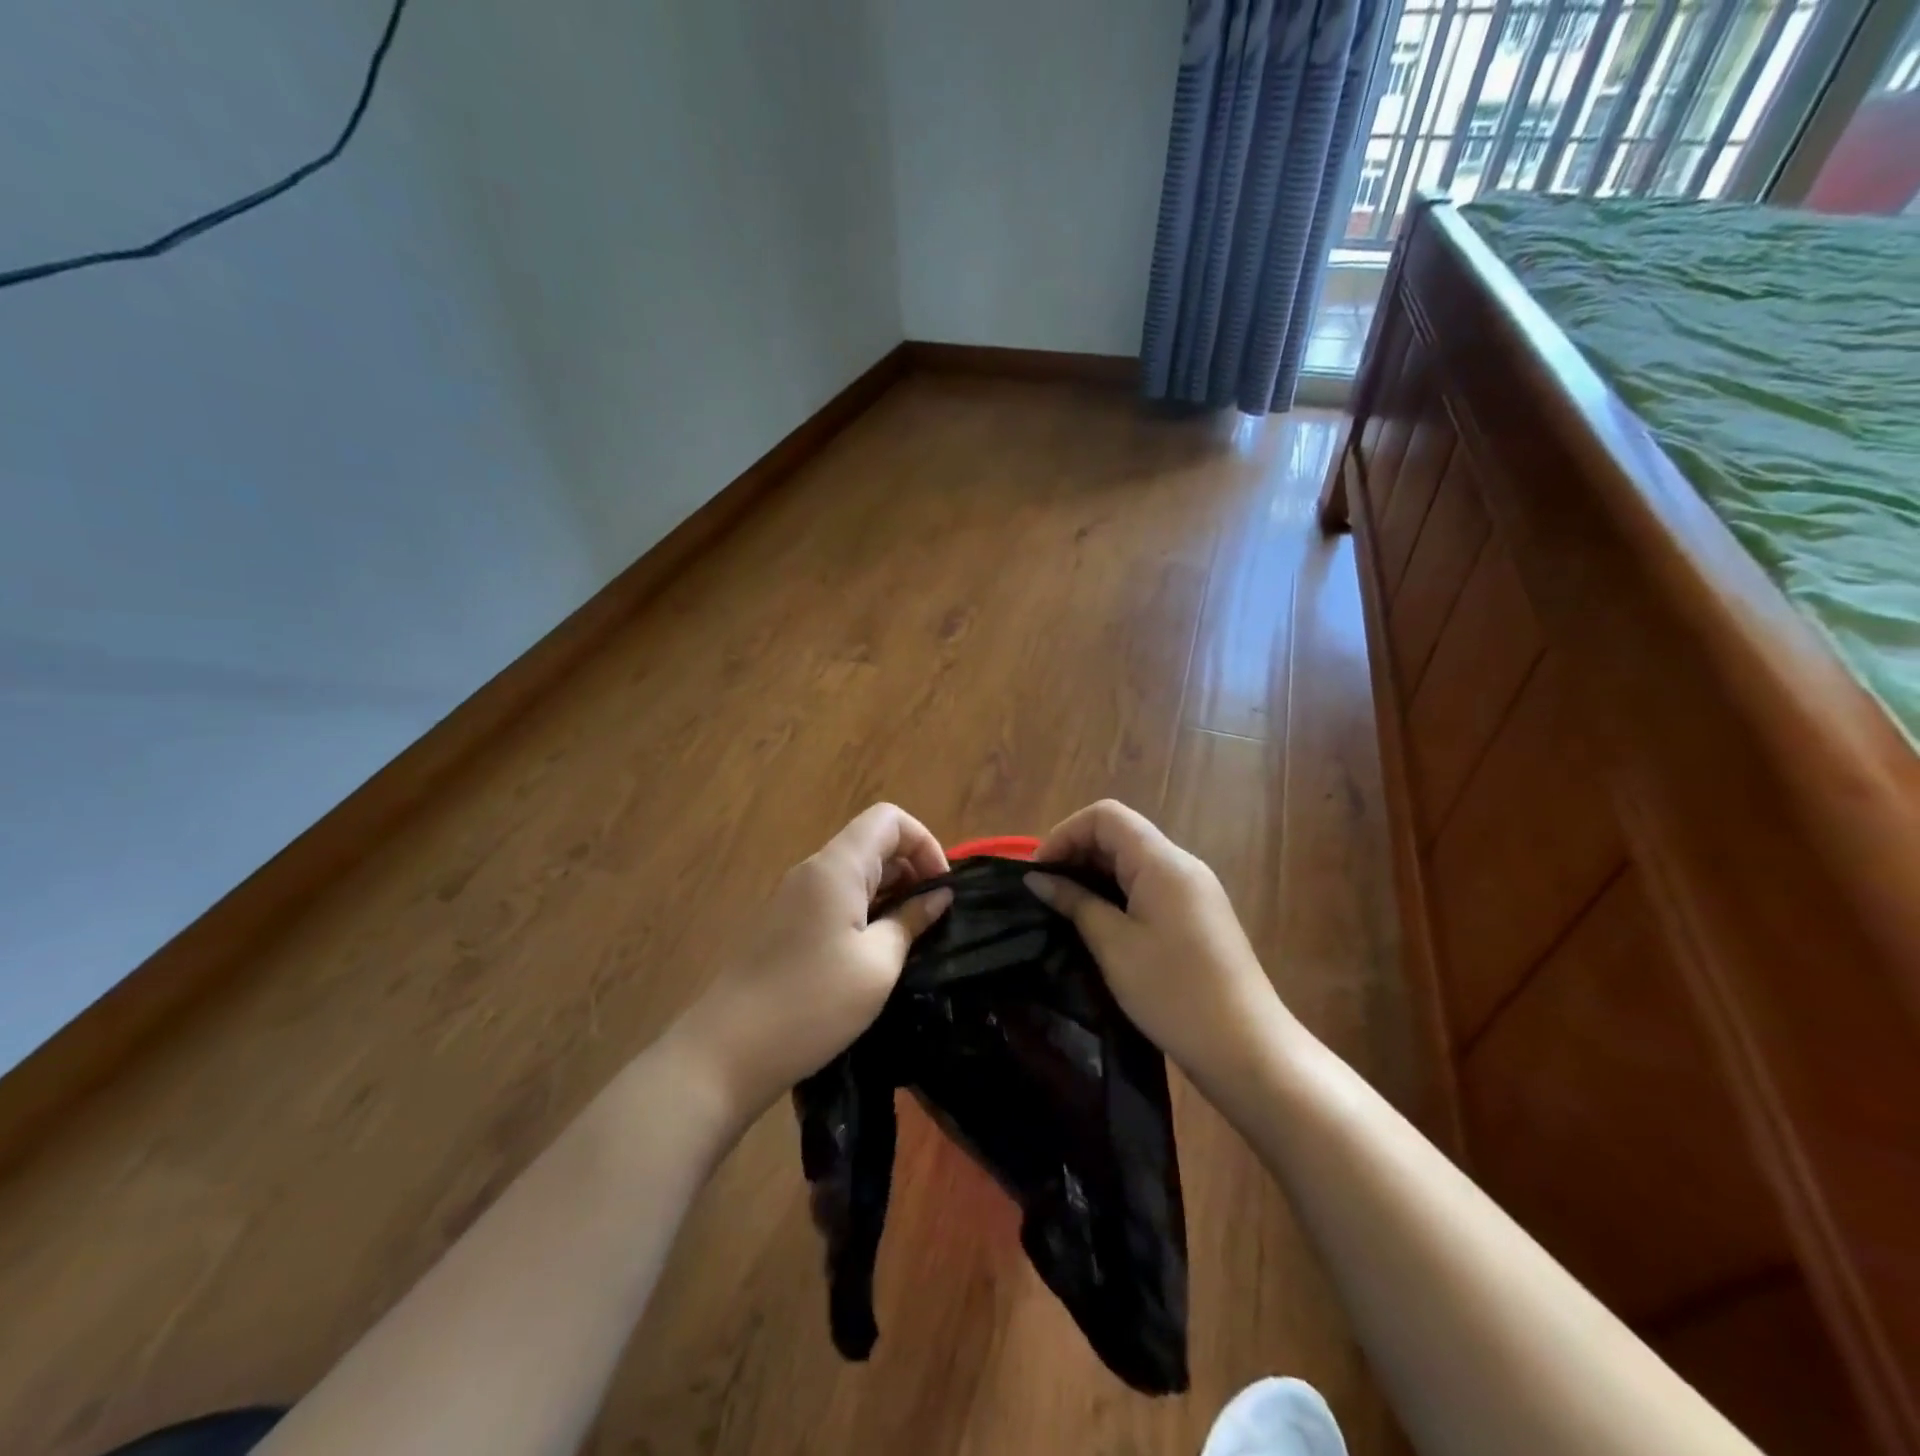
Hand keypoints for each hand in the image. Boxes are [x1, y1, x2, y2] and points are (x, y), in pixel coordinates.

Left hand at [677, 804, 953, 1119]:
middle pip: (872, 842)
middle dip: (911, 868)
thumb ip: (911, 921)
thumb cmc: (811, 1004)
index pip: (888, 819)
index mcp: (836, 867)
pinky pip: (835, 897)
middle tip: (934, 917)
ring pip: (854, 872)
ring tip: (912, 936)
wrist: (726, 1052)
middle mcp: (813, 870)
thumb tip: (938, 896)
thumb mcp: (877, 965)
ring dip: (890, 892)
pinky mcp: (784, 923)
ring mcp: (794, 896)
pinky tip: (875, 950)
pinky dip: (865, 909)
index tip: (942, 888)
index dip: (924, 842)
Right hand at [1025, 800, 1291, 1095]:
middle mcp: (1181, 865)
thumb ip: (1075, 903)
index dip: (1065, 833)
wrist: (1247, 1049)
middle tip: (1044, 891)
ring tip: (1064, 907)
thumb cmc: (1174, 992)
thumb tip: (1038, 879)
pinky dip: (1117, 892)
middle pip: (1120, 834)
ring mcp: (1194, 890)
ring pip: (1134, 861)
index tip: (1038, 872)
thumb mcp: (1114, 946)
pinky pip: (1149, 885)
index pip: (1106, 816)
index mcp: (1162, 862)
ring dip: (1095, 874)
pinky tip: (1099, 922)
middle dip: (1076, 853)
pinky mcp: (1198, 915)